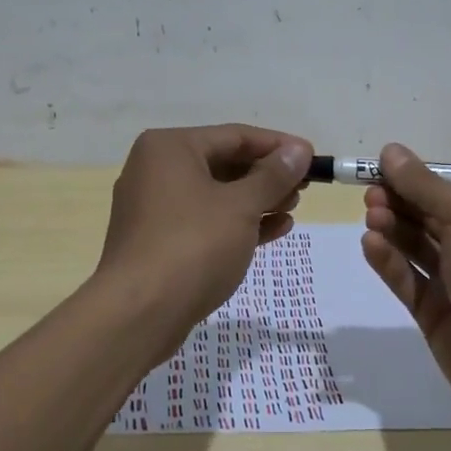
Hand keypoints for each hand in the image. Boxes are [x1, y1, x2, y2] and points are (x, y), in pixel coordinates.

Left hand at [97, 124, 312, 336]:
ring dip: (256, 200)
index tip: (312, 158)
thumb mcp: (240, 206)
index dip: (277, 146)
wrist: (138, 315)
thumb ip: (273, 176)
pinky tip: (273, 230)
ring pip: (216, 194)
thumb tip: (299, 150)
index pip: (235, 136)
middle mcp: (156, 169)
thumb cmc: (192, 246)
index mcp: (170, 148)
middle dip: (267, 176)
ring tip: (292, 208)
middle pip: (224, 163)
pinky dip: (237, 223)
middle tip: (304, 187)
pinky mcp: (159, 241)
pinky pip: (205, 221)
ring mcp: (154, 207)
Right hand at [360, 143, 450, 428]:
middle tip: (371, 195)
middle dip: (399, 201)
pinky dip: (389, 262)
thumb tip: (391, 149)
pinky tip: (371, 245)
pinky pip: (408, 279)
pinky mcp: (437, 314)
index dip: (417, 176)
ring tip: (371, 218)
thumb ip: (424, 185)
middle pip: (430, 214)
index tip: (381, 168)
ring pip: (416, 246)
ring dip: (392, 228)